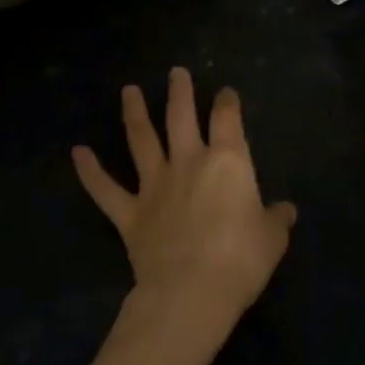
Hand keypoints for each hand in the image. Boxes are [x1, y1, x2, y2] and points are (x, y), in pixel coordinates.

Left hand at [72, 69, 296, 345]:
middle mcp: (189, 162)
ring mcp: (155, 186)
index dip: (227, 103)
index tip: (226, 93)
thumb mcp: (272, 239)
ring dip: (133, 113)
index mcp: (228, 162)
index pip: (228, 119)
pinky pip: (106, 189)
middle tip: (175, 72)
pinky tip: (78, 152)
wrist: (191, 292)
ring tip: (128, 90)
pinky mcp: (130, 214)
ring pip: (141, 140)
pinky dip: (90, 171)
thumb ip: (277, 219)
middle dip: (179, 92)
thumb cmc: (241, 260)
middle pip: (181, 117)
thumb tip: (286, 210)